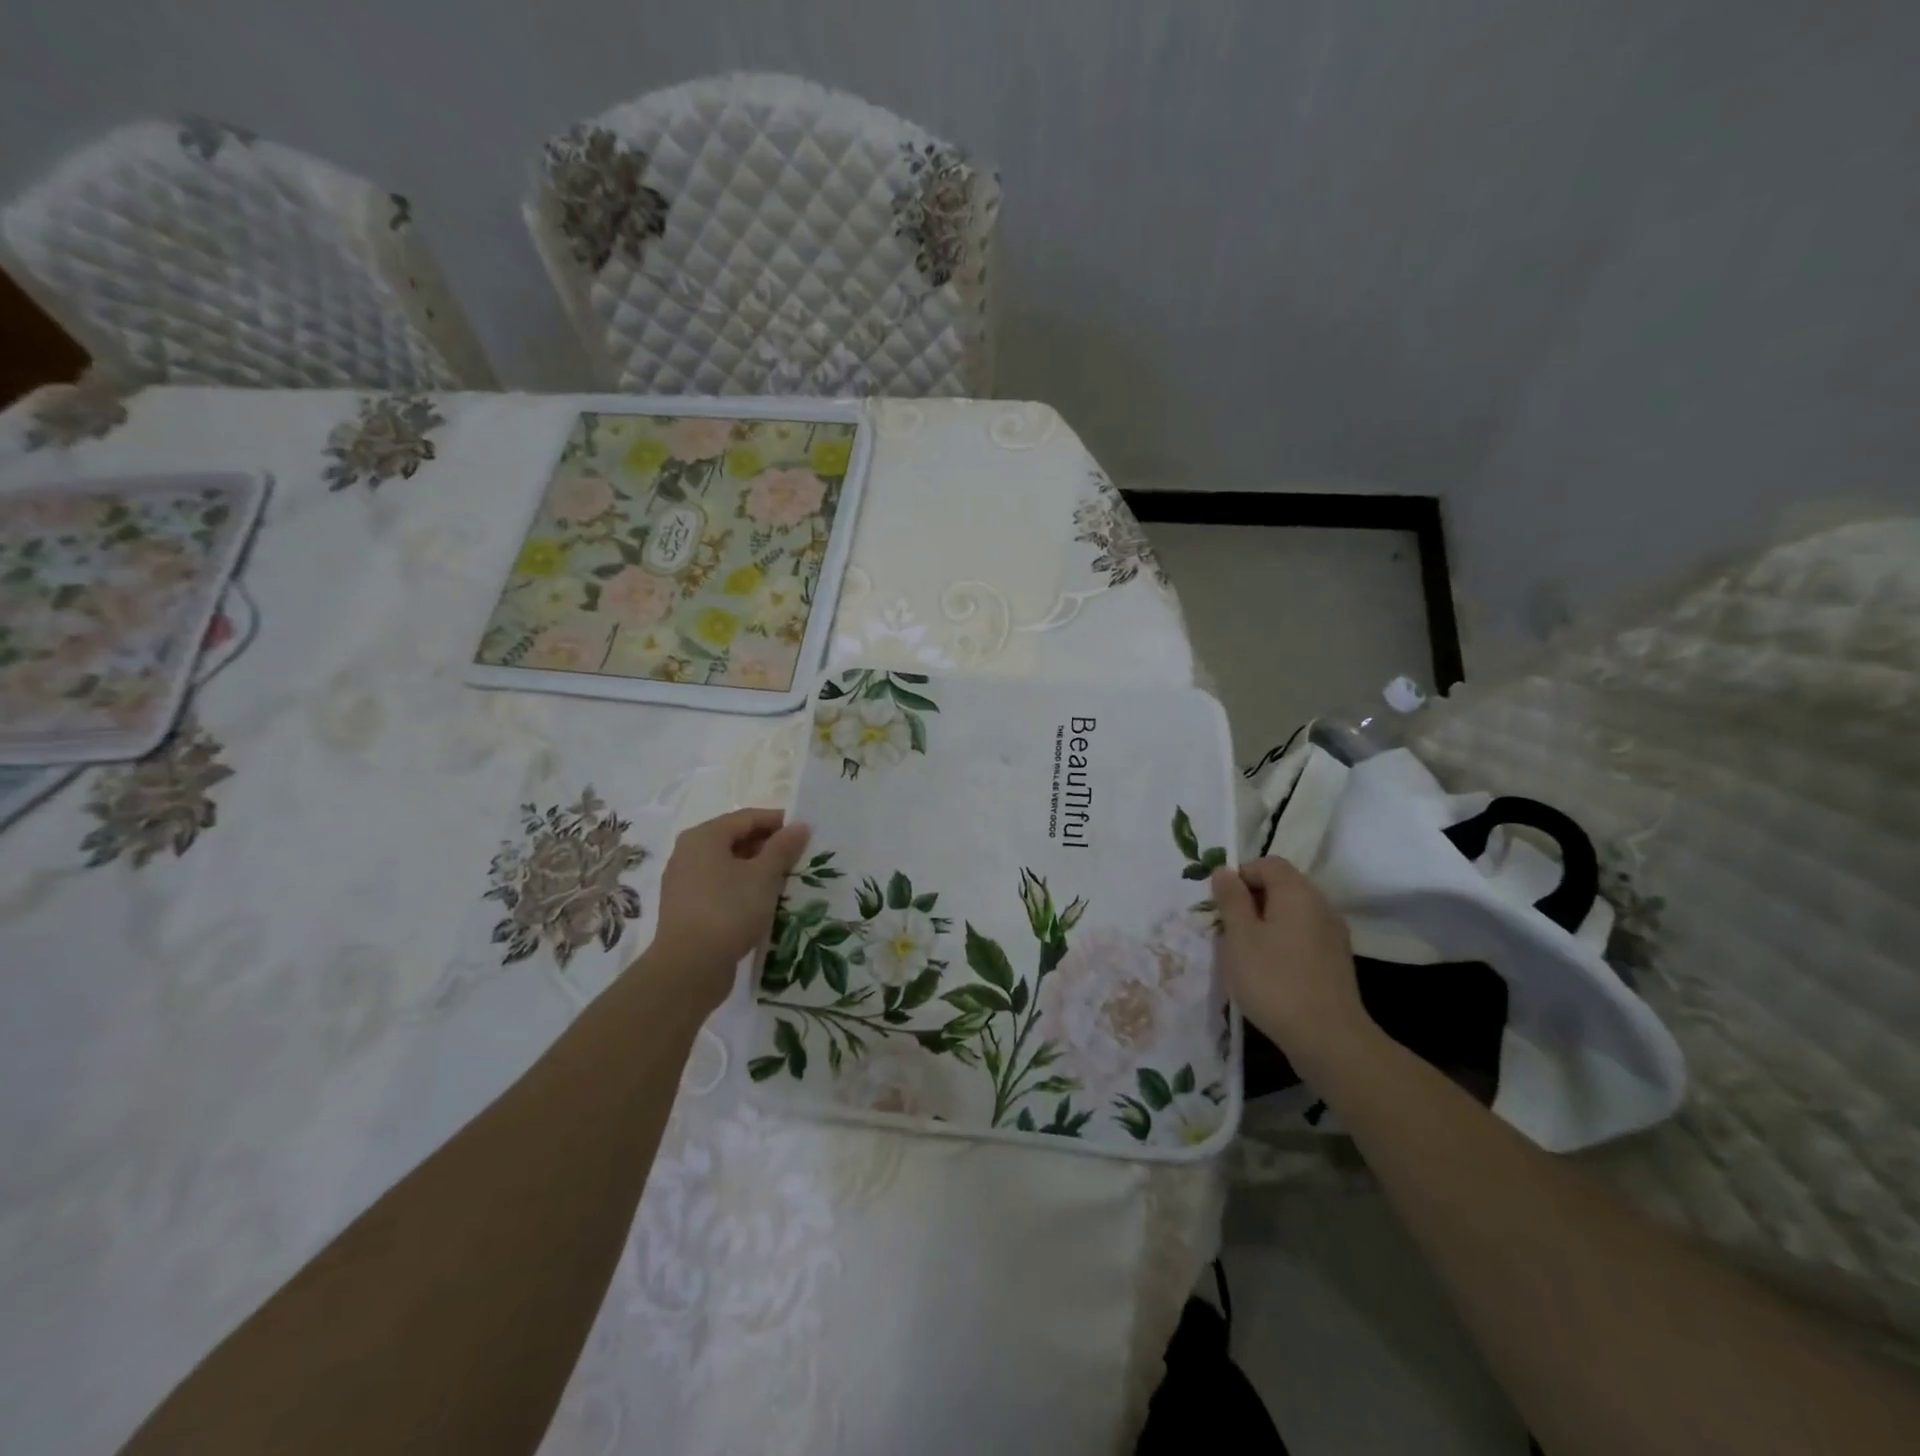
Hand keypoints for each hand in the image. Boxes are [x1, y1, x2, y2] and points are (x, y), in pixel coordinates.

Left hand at [646, 808, 809, 1008]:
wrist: (689, 968)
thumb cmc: (729, 910)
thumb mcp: (764, 876)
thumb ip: (782, 848)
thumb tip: (800, 825)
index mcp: (704, 836)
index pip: (747, 817)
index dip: (778, 822)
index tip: (805, 833)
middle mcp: (688, 852)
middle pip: (735, 839)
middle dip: (768, 846)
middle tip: (798, 857)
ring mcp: (684, 881)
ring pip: (728, 864)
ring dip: (756, 869)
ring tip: (785, 880)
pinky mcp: (686, 907)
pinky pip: (719, 885)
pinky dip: (742, 887)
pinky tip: (762, 901)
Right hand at [1212, 857, 1372, 1075]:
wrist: (1327, 1038)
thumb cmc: (1274, 980)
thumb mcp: (1240, 936)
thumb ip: (1231, 899)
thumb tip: (1225, 871)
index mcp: (1297, 892)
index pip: (1267, 863)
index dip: (1240, 875)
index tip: (1220, 903)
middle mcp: (1320, 905)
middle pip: (1282, 886)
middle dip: (1250, 900)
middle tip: (1227, 928)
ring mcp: (1332, 934)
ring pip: (1292, 913)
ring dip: (1265, 923)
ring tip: (1244, 952)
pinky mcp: (1335, 960)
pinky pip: (1302, 936)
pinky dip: (1282, 942)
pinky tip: (1268, 970)